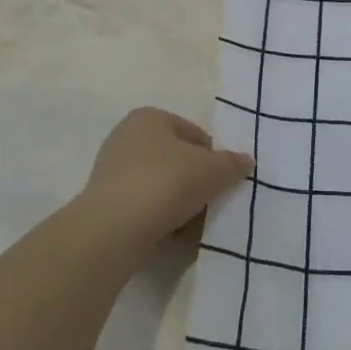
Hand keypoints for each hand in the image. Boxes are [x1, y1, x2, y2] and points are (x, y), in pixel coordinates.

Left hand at [76, 108, 252, 252]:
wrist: (113, 229)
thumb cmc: (165, 183)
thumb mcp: (212, 170)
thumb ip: (232, 163)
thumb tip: (246, 161)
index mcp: (149, 117)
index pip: (195, 134)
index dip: (213, 158)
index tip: (219, 182)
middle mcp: (126, 136)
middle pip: (176, 158)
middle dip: (194, 180)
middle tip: (207, 202)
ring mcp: (111, 170)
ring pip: (160, 183)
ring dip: (177, 200)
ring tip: (190, 222)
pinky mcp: (105, 201)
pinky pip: (143, 204)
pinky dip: (158, 215)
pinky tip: (169, 232)